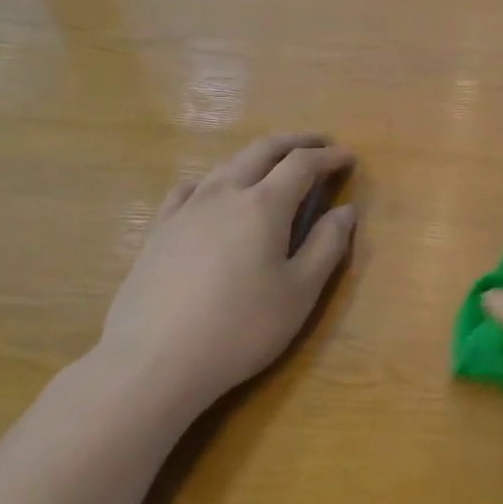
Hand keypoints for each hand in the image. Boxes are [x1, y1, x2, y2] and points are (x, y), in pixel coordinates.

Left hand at [94, 133, 355, 421]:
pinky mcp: (159, 230)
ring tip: (275, 166)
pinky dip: (214, 180)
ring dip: (258, 157)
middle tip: (320, 144)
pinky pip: (190, 188)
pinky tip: (214, 194)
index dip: (329, 156)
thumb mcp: (300, 292)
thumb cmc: (241, 328)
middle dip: (296, 142)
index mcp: (264, 205)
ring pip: (226, 165)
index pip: (302, 164)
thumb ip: (328, 245)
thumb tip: (346, 211)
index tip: (349, 157)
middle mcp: (225, 193)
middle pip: (263, 150)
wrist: (154, 361)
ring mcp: (186, 209)